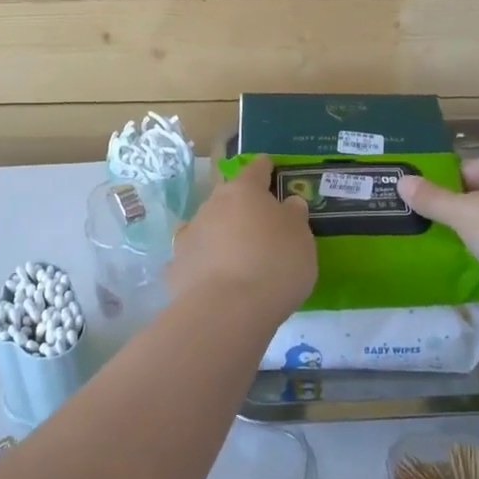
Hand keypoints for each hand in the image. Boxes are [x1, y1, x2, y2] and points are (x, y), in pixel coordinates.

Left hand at [171, 156, 316, 319]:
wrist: (227, 311)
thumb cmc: (275, 264)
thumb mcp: (302, 239)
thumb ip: (294, 217)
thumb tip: (288, 204)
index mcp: (244, 190)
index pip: (256, 169)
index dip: (265, 168)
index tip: (270, 168)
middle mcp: (212, 205)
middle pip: (228, 198)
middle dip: (242, 207)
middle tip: (260, 224)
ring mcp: (189, 235)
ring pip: (209, 227)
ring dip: (221, 235)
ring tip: (238, 257)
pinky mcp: (175, 268)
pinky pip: (196, 259)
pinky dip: (205, 265)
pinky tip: (214, 281)